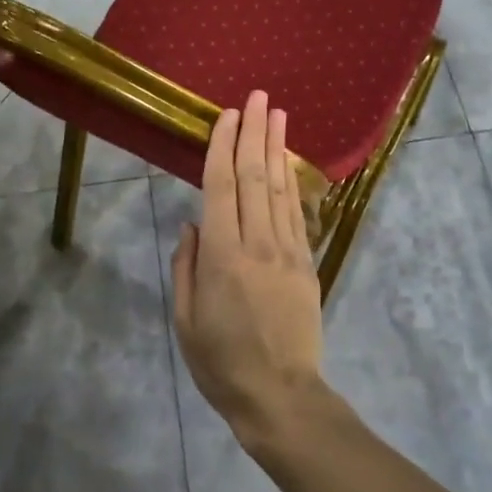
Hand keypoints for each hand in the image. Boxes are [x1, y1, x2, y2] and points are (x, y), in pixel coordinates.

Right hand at [172, 91, 324, 437]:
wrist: (281, 395)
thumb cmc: (222, 362)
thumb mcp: (185, 320)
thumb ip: (186, 266)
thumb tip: (191, 224)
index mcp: (222, 256)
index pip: (222, 187)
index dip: (223, 147)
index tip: (226, 115)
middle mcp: (257, 242)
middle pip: (255, 176)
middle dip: (253, 132)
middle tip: (257, 96)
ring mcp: (287, 250)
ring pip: (281, 187)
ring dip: (277, 146)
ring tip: (277, 113)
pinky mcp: (306, 261)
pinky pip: (296, 211)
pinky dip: (292, 180)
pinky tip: (289, 160)